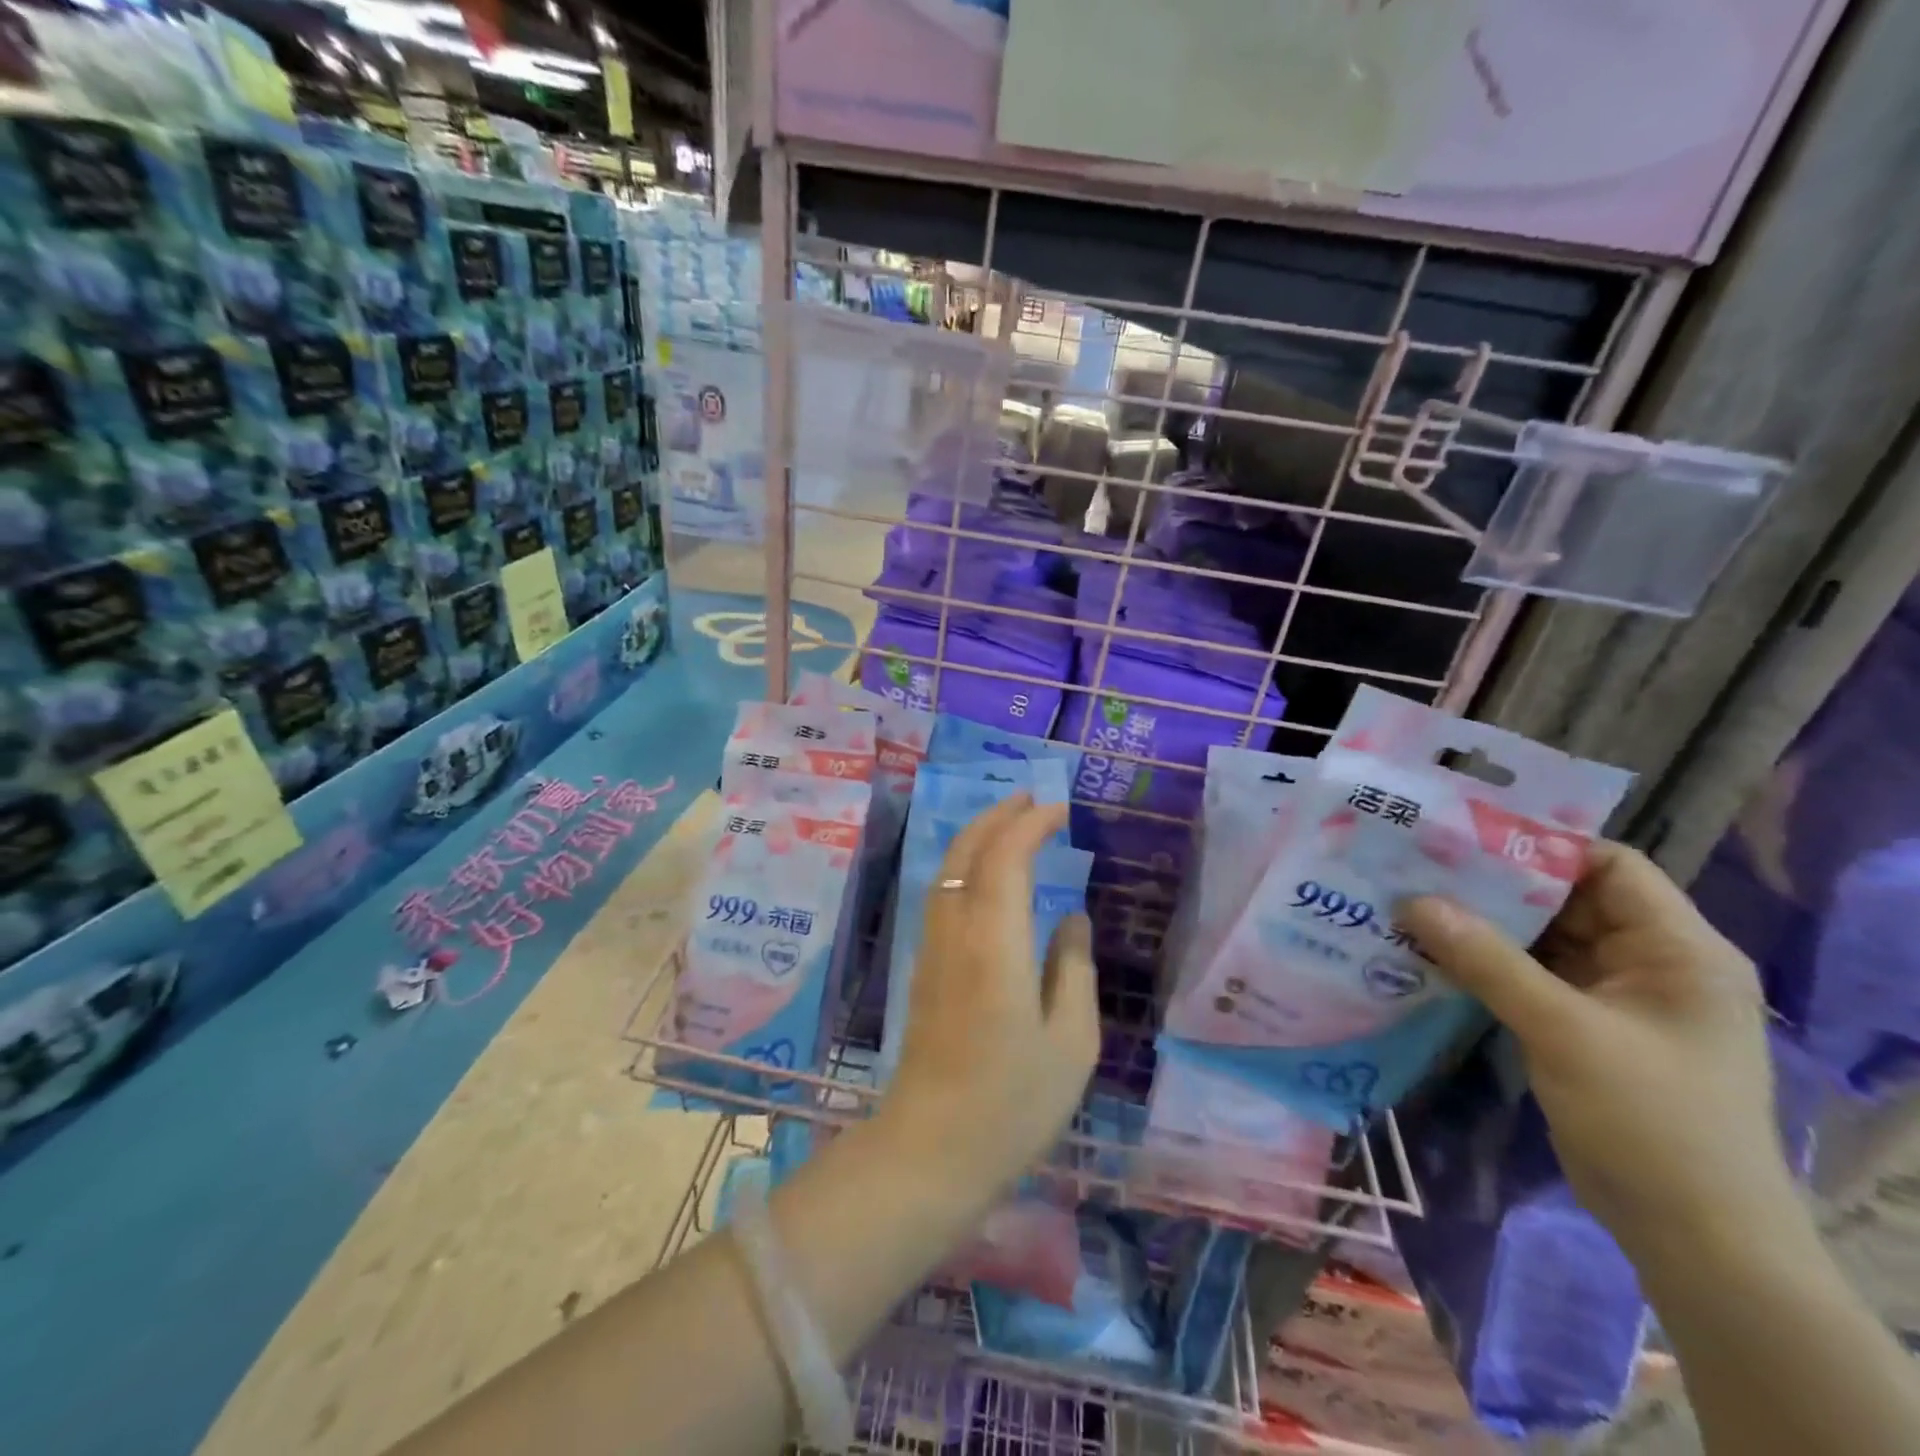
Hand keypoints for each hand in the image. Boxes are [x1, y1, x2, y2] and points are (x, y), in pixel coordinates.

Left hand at [882, 794, 1099, 1196]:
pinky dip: (966, 866)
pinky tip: (985, 876)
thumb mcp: (1071, 1041)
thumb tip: (1073, 917)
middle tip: (1032, 799)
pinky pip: (943, 894)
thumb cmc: (1014, 1102)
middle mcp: (956, 932)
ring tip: (1011, 824)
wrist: (933, 1149)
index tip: (1061, 810)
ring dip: (977, 837)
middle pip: (967, 851)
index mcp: (996, 943)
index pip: (1006, 856)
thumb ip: (1073, 967)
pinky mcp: (924, 967)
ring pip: (948, 870)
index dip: (1031, 824)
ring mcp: (932, 948)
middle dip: (997, 816)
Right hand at [1399, 841, 1792, 1268]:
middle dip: (1493, 883)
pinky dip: (1485, 961)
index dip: (1539, 843)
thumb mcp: (1564, 1031)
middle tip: (1419, 863)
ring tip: (1412, 900)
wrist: (1694, 1238)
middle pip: (1566, 898)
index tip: (1461, 833)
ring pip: (1541, 937)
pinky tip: (1431, 951)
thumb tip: (1412, 902)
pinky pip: (1530, 974)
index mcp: (1678, 949)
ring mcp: (1616, 996)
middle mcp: (1650, 961)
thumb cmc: (1651, 1122)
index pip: (1608, 865)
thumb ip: (1488, 961)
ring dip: (1482, 923)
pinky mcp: (1585, 1025)